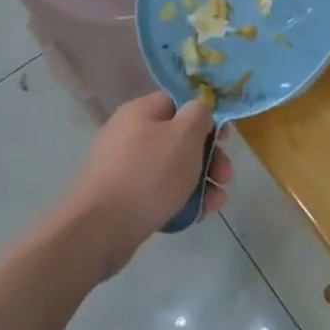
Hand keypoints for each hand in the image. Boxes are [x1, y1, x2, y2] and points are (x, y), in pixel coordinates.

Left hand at [67, 92, 232, 271]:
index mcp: (140, 112)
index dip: (206, 118)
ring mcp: (124, 167)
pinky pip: (159, 191)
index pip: (178, 103)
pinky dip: (180, 199)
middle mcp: (129, 134)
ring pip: (173, 168)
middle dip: (209, 158)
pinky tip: (197, 215)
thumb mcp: (185, 135)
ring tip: (216, 203)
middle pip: (179, 138)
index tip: (225, 139)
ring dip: (201, 182)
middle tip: (225, 177)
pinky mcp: (124, 196)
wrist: (104, 227)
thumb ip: (199, 113)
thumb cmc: (150, 173)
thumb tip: (200, 106)